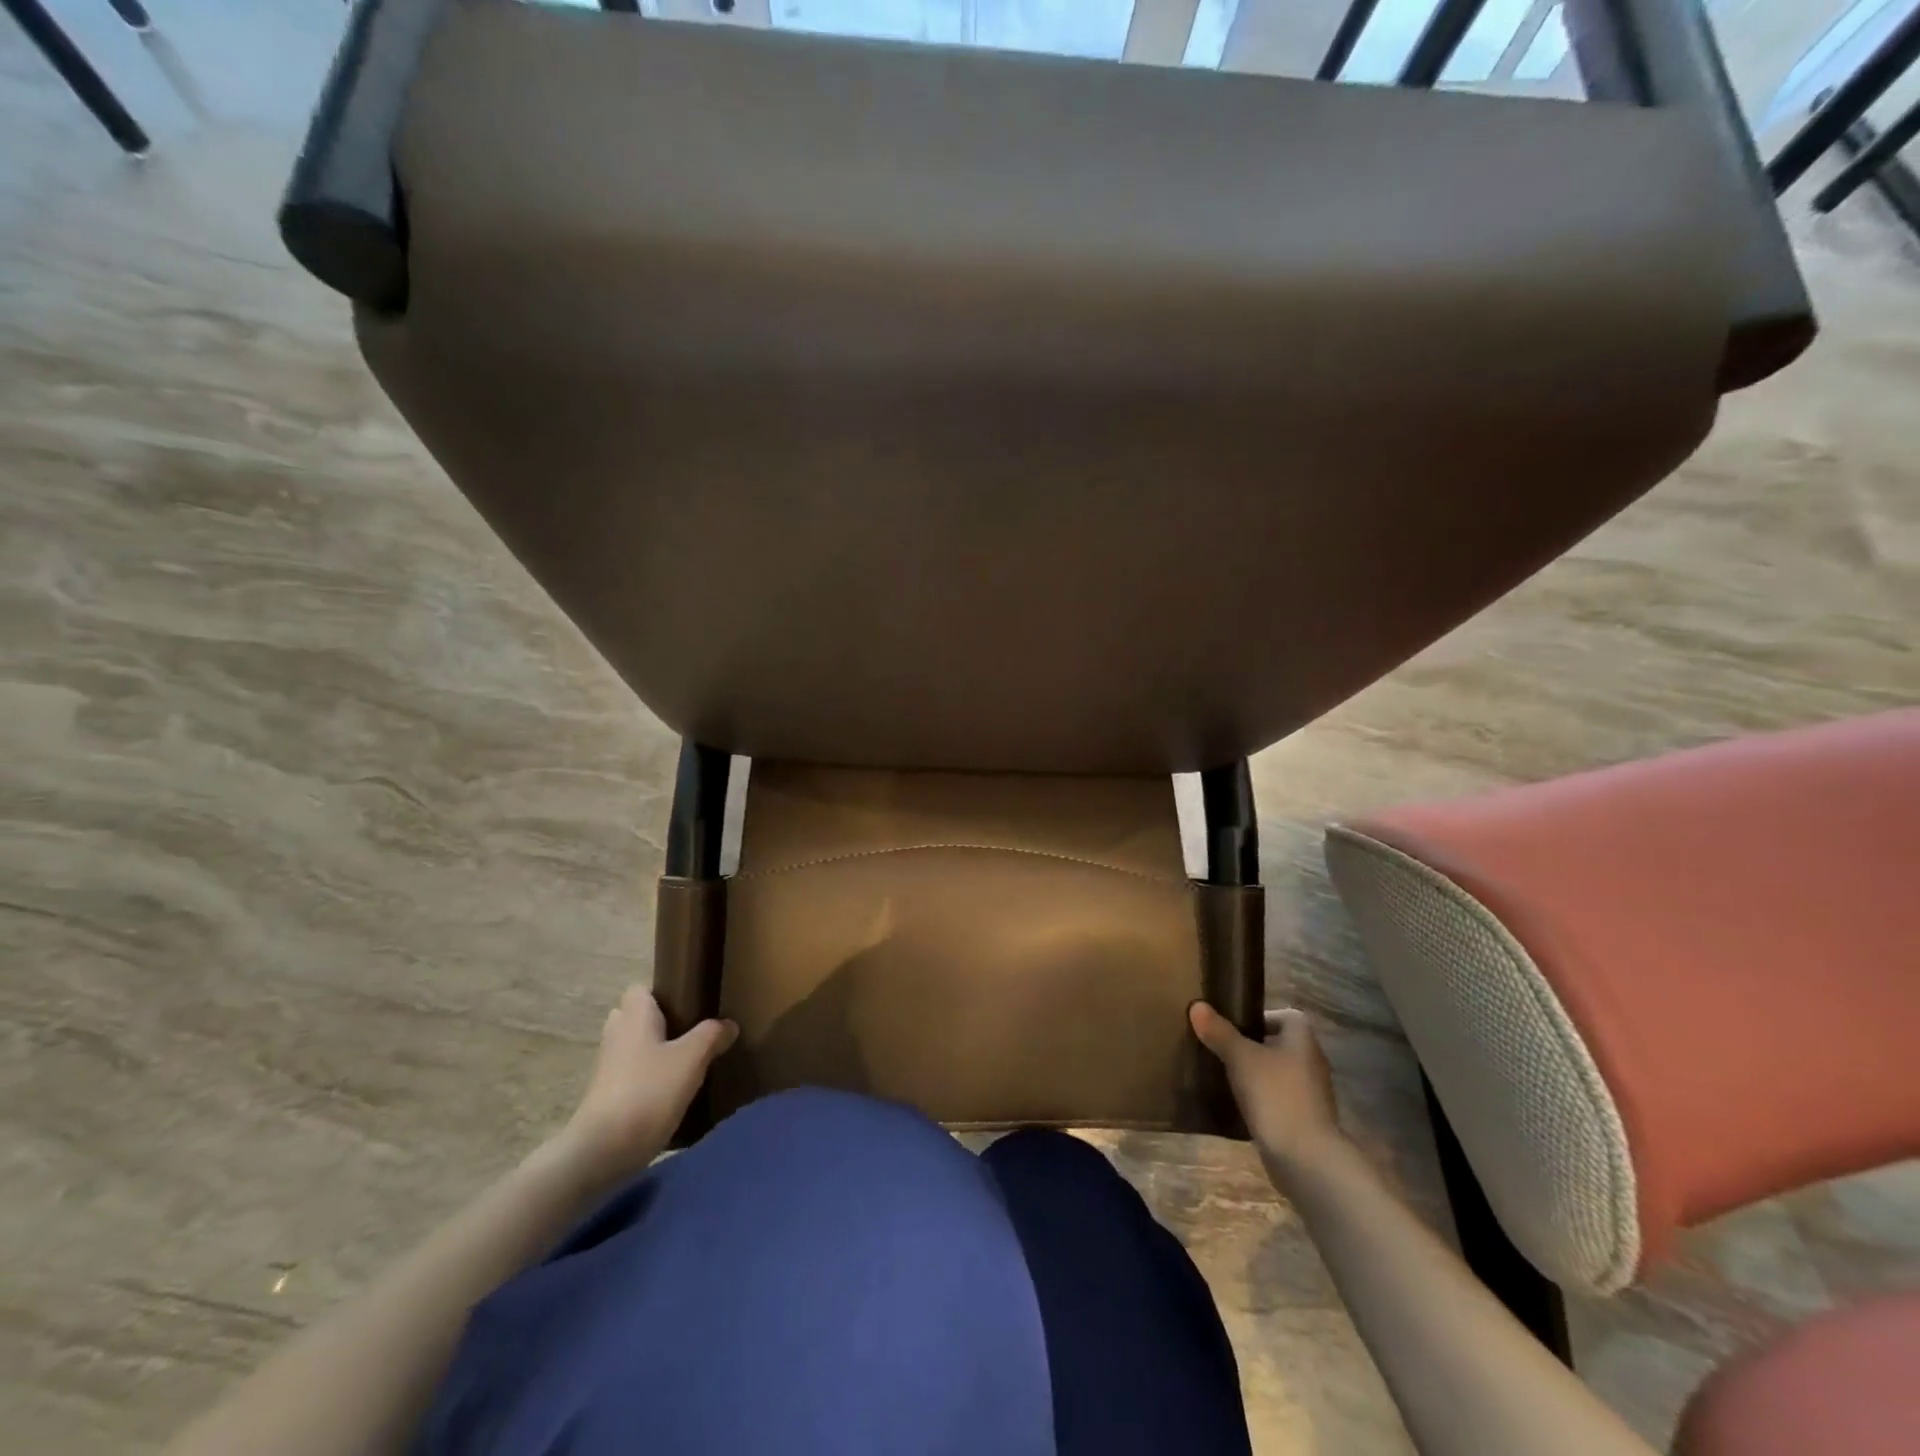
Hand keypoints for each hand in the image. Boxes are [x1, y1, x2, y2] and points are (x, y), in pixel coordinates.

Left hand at [557, 986, 736, 1183]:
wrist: (602, 1151)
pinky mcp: (606, 1097)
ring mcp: (607, 1068)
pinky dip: (646, 1079)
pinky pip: (629, 1076)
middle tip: (690, 1033)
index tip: (688, 1004)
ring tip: (685, 1063)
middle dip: (658, 1023)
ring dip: (653, 1053)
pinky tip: (671, 1092)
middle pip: (634, 1018)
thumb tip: (728, 1024)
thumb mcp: (691, 1058)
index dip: (661, 993)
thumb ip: (712, 1035)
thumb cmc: (648, 1091)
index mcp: (635, 1017)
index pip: (640, 989)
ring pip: (633, 1048)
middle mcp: (616, 1035)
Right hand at [1190, 1001, 1346, 1183]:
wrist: (1306, 1160)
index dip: (1259, 1017)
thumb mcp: (1240, 1058)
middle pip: (1278, 1044)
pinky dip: (1260, 1100)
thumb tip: (1197, 1005)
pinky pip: (1277, 1099)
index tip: (1232, 1026)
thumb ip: (1219, 1032)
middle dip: (1250, 1046)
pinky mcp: (1304, 1121)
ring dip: (1254, 1074)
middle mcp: (1311, 1062)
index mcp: (1302, 1039)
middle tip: (1219, 1048)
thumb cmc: (1276, 1096)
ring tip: (1223, 1075)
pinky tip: (1236, 1105)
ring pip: (1276, 1073)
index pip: (1284, 1016)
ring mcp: (1309, 1094)